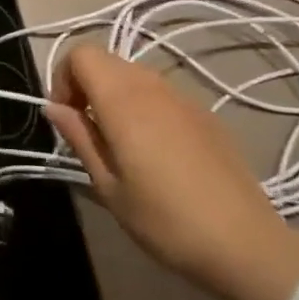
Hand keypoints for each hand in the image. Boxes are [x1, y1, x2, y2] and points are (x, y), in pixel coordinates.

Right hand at [44, 44, 298, 299]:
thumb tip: (53, 107)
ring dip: (115, 95)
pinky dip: (144, 107)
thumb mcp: (107, 185)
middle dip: (86, 85)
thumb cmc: (164, 219)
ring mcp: (185, 99)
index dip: (63, 77)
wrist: (245, 245)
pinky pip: (162, 94)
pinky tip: (155, 152)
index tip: (66, 117)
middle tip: (87, 131)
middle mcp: (153, 87)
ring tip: (118, 142)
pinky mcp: (207, 115)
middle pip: (107, 60)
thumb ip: (79, 137)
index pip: (82, 54)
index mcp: (123, 100)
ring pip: (135, 75)